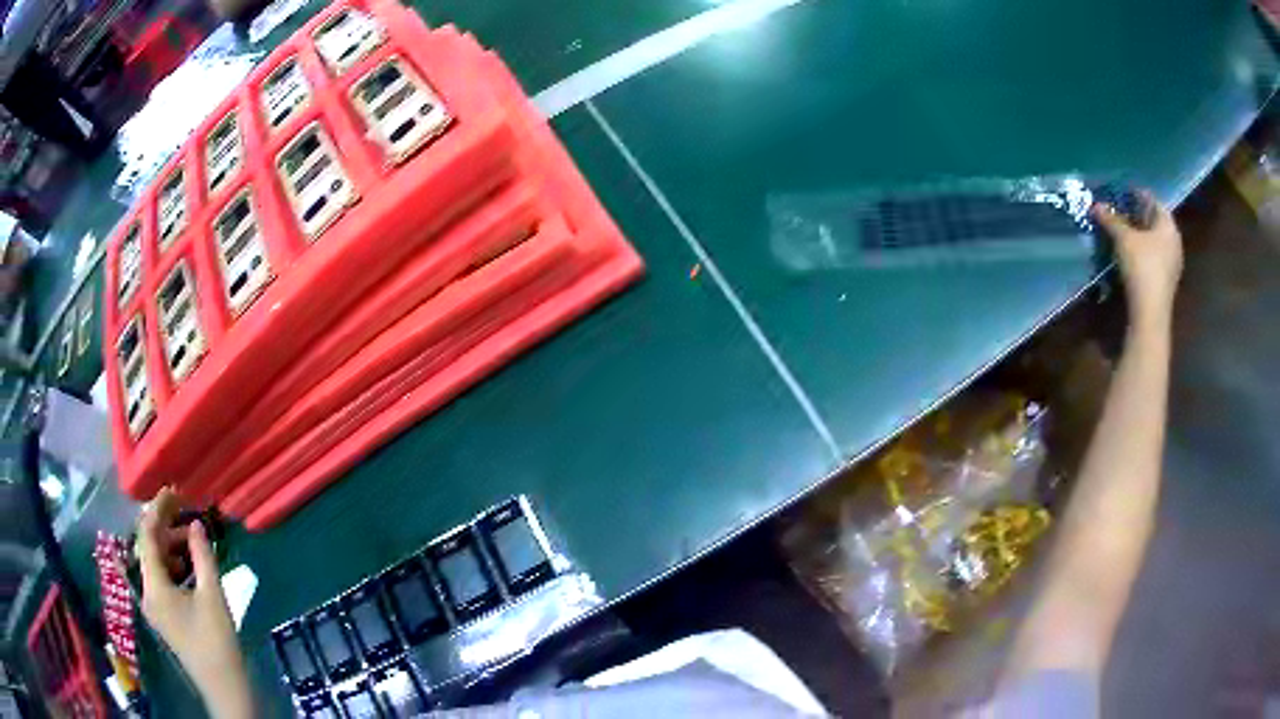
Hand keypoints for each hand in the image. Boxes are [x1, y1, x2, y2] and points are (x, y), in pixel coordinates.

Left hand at [138, 488, 252, 717]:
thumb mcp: (212, 596)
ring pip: (155, 563)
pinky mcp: (162, 614)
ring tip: (194, 542)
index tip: (175, 492)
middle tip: (189, 515)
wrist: (223, 686)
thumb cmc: (217, 642)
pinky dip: (173, 565)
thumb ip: (202, 556)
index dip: (157, 509)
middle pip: (148, 547)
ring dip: (171, 547)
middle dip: (166, 528)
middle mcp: (146, 592)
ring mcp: (153, 604)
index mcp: (153, 586)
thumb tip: (195, 523)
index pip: (146, 535)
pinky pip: (161, 578)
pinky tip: (191, 566)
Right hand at [1092, 190, 1183, 324]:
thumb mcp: (1123, 239)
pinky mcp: (1166, 280)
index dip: (1136, 194)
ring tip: (1121, 232)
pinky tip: (1129, 253)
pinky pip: (1154, 257)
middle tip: (1118, 211)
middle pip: (1154, 221)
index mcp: (1169, 226)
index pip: (1152, 200)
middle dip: (1136, 215)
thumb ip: (1111, 220)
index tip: (1120, 193)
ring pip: (1154, 240)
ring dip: (1138, 235)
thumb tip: (1096, 205)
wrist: (1150, 313)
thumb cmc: (1142, 267)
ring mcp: (1172, 264)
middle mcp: (1174, 242)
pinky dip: (1142, 251)